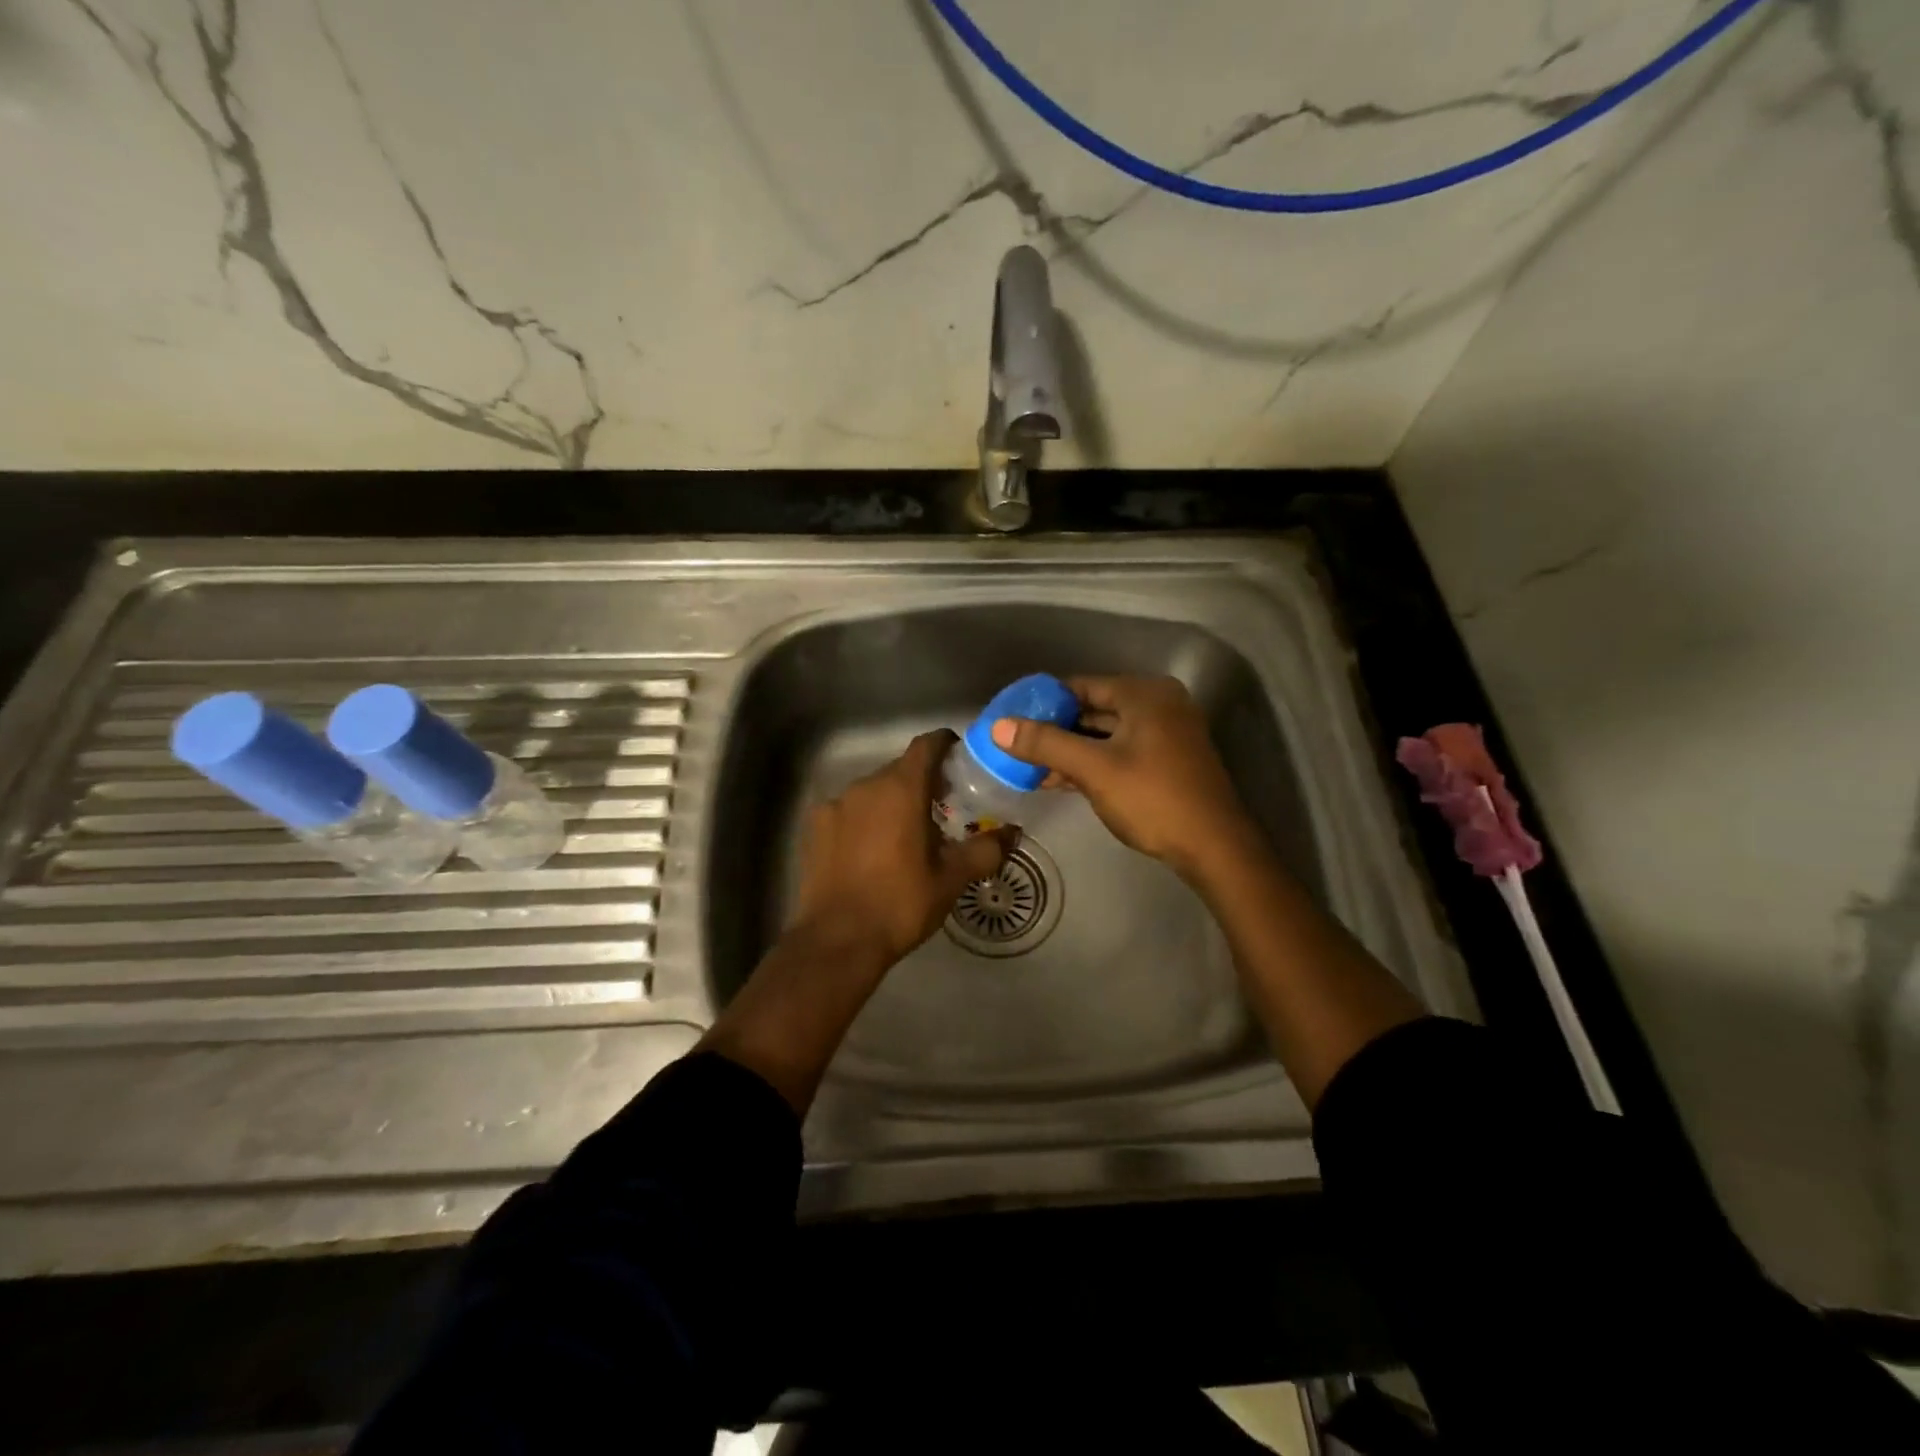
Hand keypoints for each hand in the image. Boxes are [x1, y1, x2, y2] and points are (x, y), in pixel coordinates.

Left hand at [789, 730, 1013, 970]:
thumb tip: (1012, 833)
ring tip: (906, 833)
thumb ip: (985, 850)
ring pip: (872, 791)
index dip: (945, 745)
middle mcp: (865, 786)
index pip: (926, 745)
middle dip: (922, 781)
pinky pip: (847, 811)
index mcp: (902, 789)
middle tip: (943, 807)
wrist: (837, 941)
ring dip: (892, 802)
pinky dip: (864, 820)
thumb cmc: (901, 903)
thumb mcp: (951, 879)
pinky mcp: (814, 828)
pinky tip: (871, 850)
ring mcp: (835, 805)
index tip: (960, 758)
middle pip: (900, 769)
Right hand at [990, 675, 1256, 879]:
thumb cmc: (1152, 798)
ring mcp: (1166, 734)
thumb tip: (997, 727)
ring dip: (1070, 751)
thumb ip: (1045, 744)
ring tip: (1030, 768)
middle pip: (1093, 709)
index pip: (1080, 686)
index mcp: (1144, 694)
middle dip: (1055, 730)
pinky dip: (1092, 763)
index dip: (1043, 703)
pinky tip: (1060, 780)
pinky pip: (1120, 752)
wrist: (1214, 848)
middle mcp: (1158, 705)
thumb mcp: (1093, 769)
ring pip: (1105, 735)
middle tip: (1016, 746)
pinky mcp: (1167, 761)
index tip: (1011, 721)